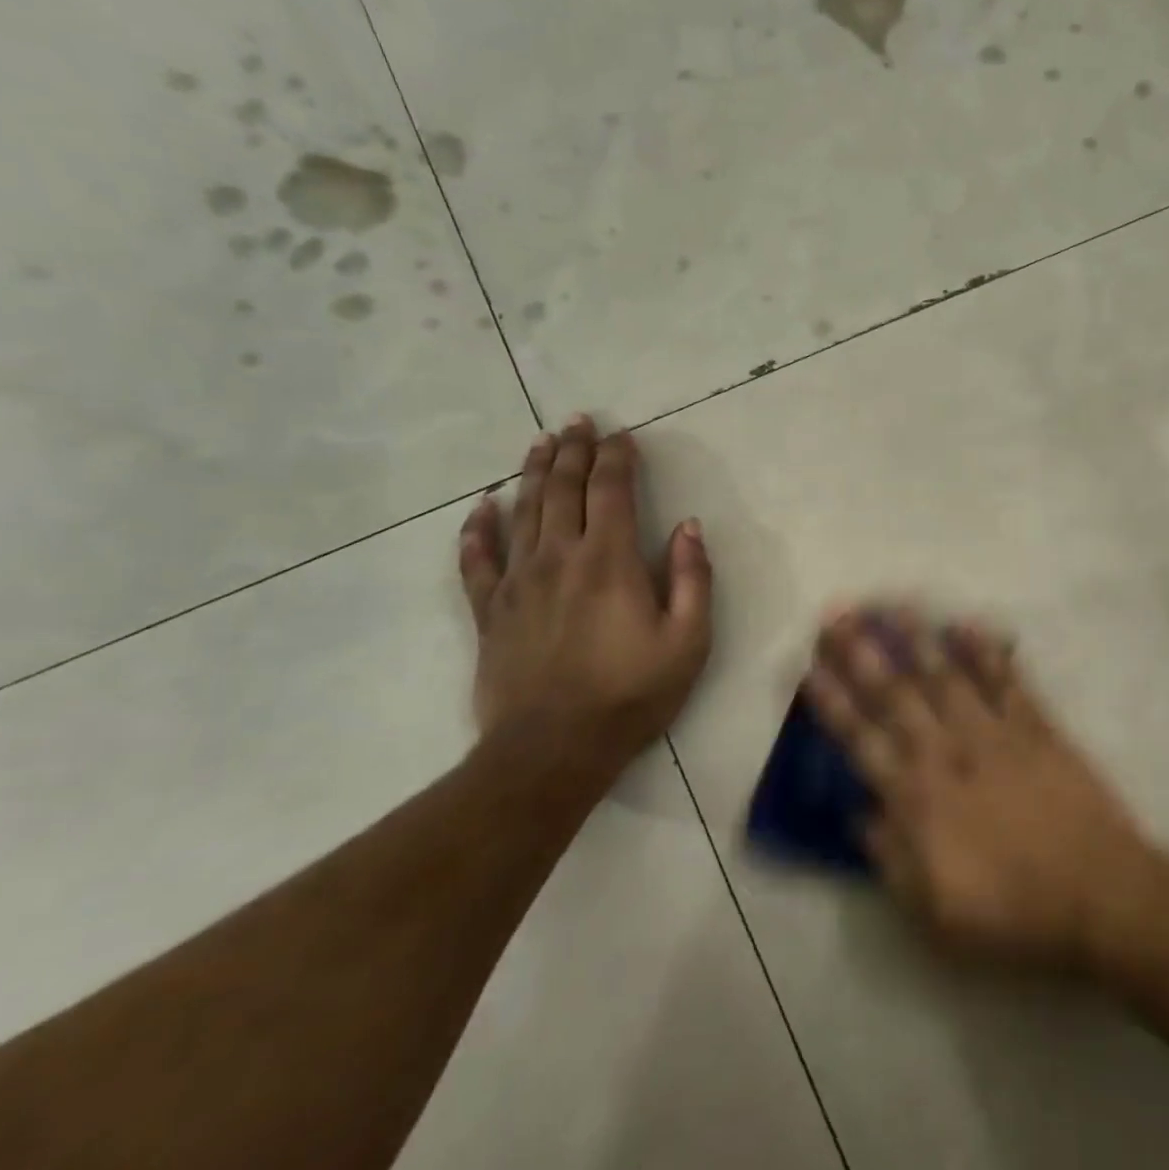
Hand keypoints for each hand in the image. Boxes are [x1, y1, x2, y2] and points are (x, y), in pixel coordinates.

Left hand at [458, 415, 712, 784]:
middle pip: (562, 489)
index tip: (622, 435)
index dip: (617, 458)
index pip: (611, 491)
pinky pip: (476, 559)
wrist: (554, 748)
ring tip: (540, 442)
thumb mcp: (688, 640)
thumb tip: (688, 527)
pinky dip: (477, 529)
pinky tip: (481, 508)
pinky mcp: (488, 610)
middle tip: (578, 421)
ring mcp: (517, 581)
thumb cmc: (632, 693)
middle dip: (574, 450)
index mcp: (608, 560)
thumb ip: (692, 578)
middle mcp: (558, 557)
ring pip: (522, 511)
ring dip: (532, 472)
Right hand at [802, 608, 1153, 967]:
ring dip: (917, 638)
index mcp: (917, 800)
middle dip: (861, 653)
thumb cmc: (1012, 914)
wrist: (1098, 897)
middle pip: (896, 695)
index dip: (831, 703)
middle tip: (836, 615)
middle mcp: (947, 755)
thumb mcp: (933, 912)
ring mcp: (994, 735)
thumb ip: (890, 860)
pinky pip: (1007, 682)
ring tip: (891, 605)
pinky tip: (968, 625)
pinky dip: (988, 652)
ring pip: (947, 677)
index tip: (807, 667)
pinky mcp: (1037, 728)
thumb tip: (860, 815)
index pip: (861, 741)